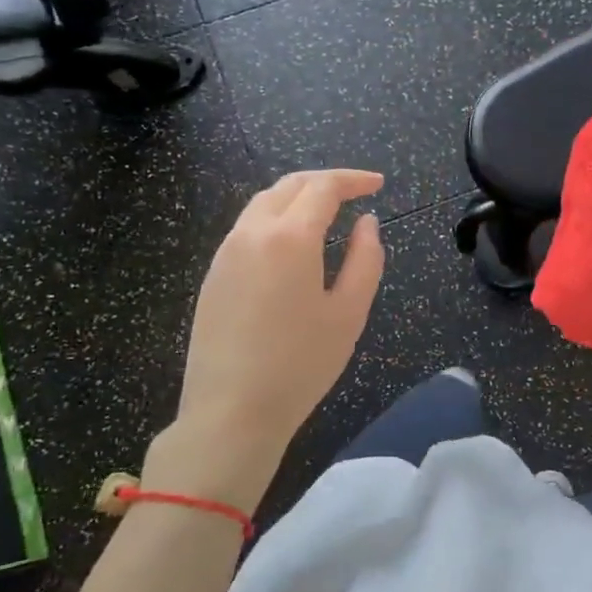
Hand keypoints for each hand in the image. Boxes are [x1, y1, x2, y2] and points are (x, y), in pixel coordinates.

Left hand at [149, 169, 385, 513]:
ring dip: (297, 196)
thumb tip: (367, 223)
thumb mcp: (349, 313)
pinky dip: (276, 218)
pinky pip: (247, 228)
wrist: (231, 411)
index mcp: (290, 237)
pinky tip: (292, 243)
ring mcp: (226, 252)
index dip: (353, 179)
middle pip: (289, 186)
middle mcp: (252, 232)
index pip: (323, 188)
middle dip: (325, 181)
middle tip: (356, 191)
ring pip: (263, 203)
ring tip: (326, 211)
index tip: (378, 184)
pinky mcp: (213, 275)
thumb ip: (366, 259)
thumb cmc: (301, 364)